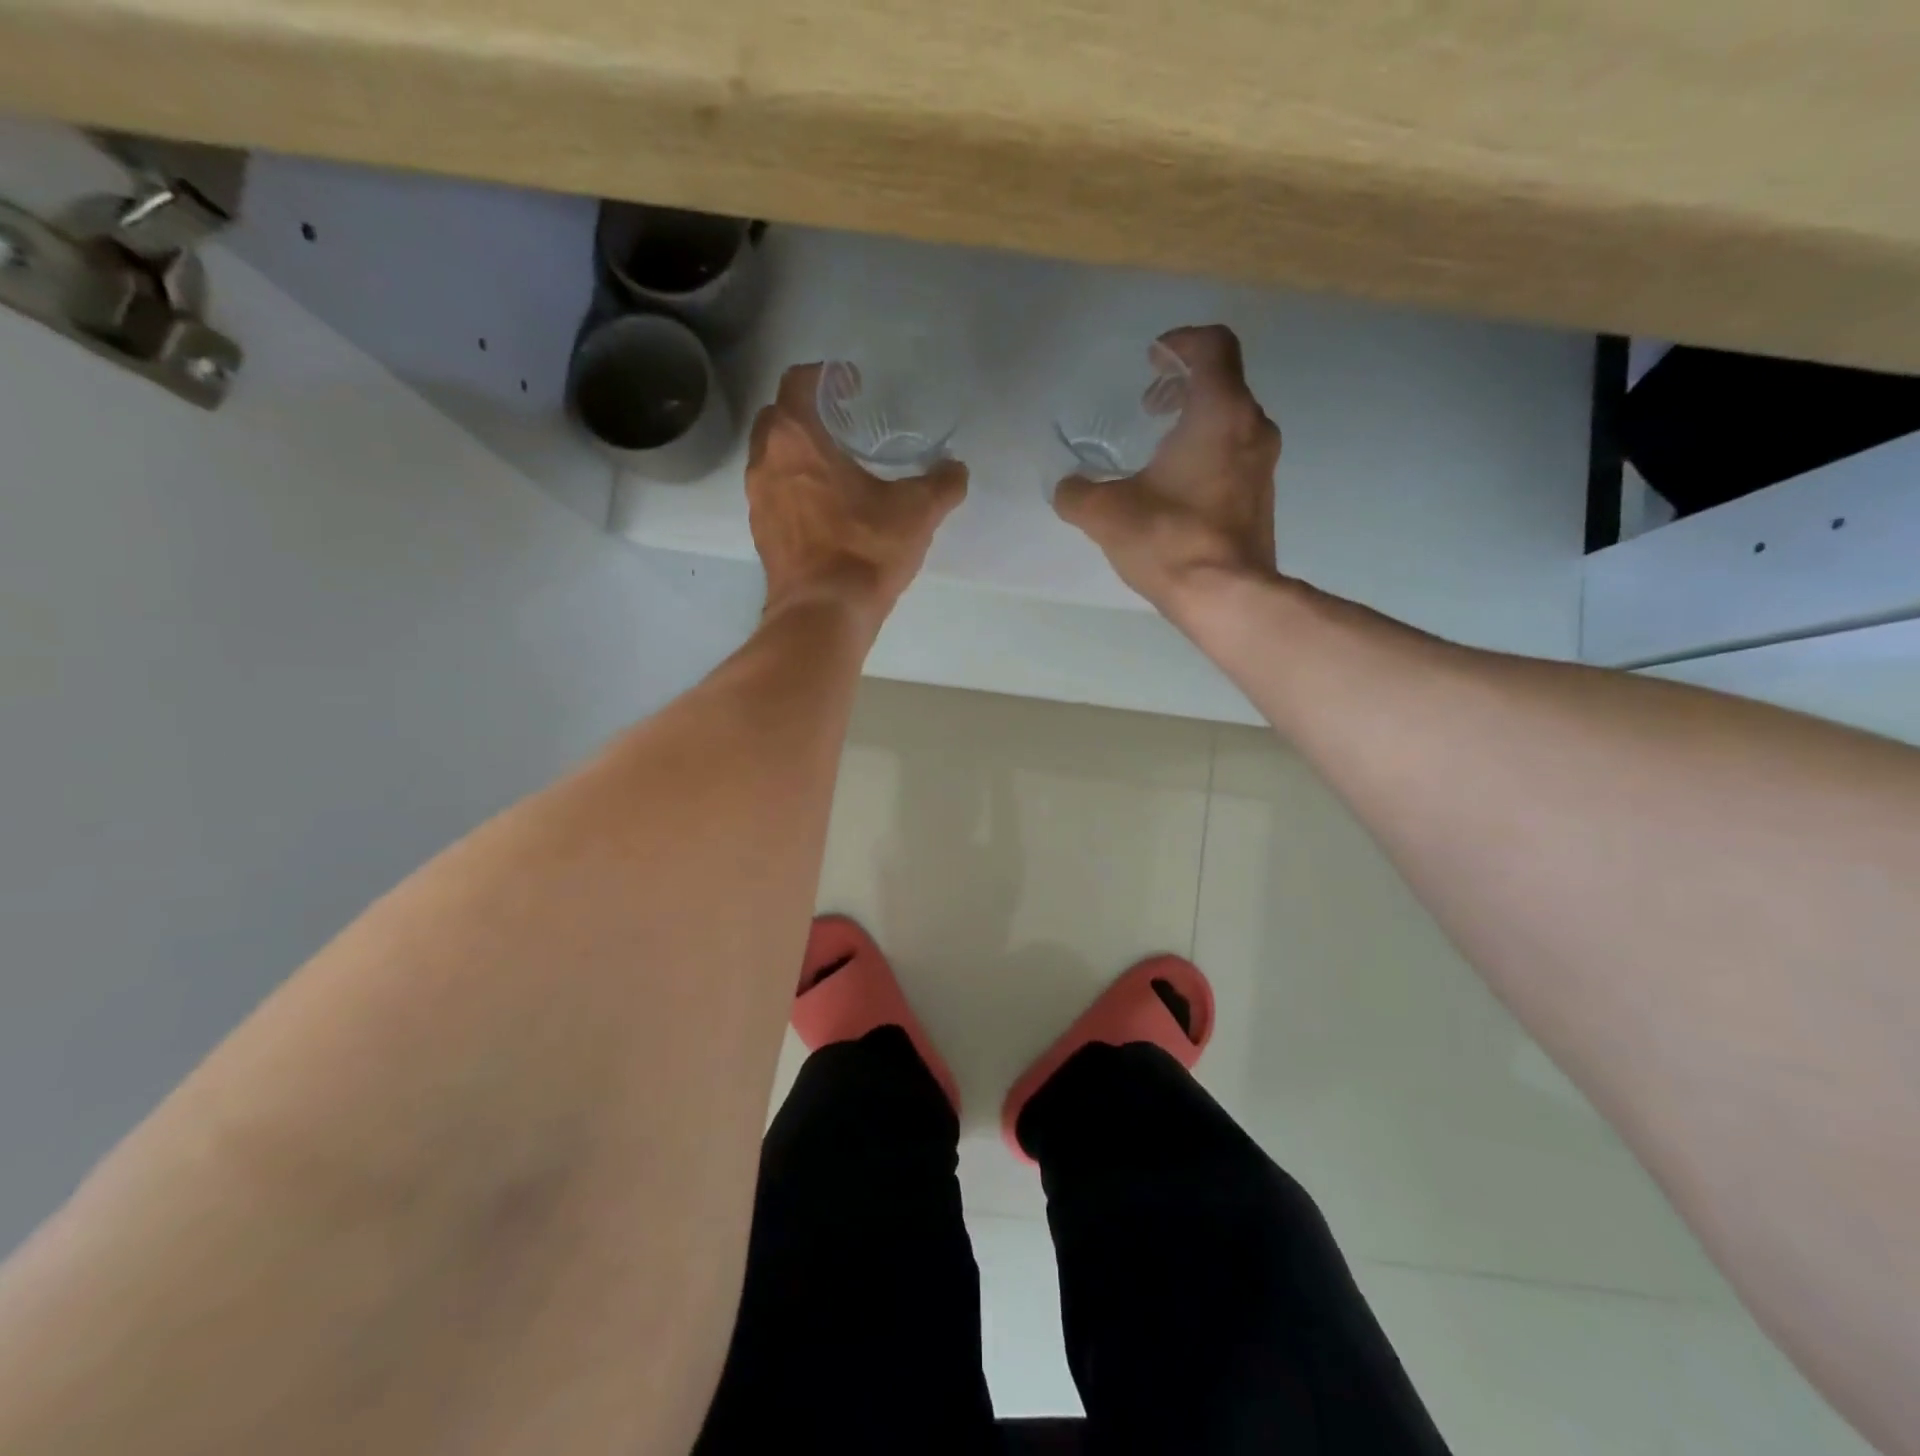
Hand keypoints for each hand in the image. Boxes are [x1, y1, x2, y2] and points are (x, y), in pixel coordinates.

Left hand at [746, 364, 967, 624]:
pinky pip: (773, 495)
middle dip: (806, 414)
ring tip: (835, 468)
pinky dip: (793, 489)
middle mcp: (765, 461)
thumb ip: (942, 484)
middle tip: (842, 424)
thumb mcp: (917, 512)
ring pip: (770, 458)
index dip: (825, 376)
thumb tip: (957, 469)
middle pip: (776, 417)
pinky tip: (825, 510)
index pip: (798, 383)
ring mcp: (757, 500)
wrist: (824, 614)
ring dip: (797, 454)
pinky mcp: (761, 534)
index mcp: (796, 439)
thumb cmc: (865, 550)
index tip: (851, 386)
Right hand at [1053, 325, 1280, 619]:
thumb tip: (1066, 489)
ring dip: (1195, 421)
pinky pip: (1235, 454)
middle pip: (1223, 381)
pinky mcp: (1261, 498)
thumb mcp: (1106, 513)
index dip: (1180, 343)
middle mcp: (1251, 427)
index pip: (1212, 346)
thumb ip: (1077, 493)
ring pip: (1231, 419)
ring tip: (1159, 451)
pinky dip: (1207, 453)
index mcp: (1219, 411)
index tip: (1152, 360)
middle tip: (1149, 406)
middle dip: (1183, 385)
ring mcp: (1262, 465)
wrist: (1227, 597)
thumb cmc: (1170, 539)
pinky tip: (1176, 489)